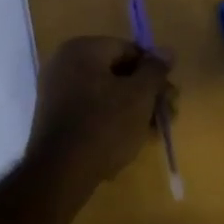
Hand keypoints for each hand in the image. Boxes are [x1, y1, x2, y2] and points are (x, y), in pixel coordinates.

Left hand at [28, 36, 173, 192]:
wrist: (60, 174)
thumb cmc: (105, 125)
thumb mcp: (140, 95)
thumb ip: (155, 70)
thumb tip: (166, 51)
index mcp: (82, 49)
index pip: (129, 50)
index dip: (154, 71)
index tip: (169, 95)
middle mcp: (64, 64)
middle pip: (118, 72)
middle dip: (146, 93)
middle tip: (167, 115)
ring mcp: (56, 91)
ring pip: (106, 93)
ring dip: (134, 109)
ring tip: (154, 131)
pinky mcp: (55, 118)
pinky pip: (91, 110)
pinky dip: (112, 119)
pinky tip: (132, 138)